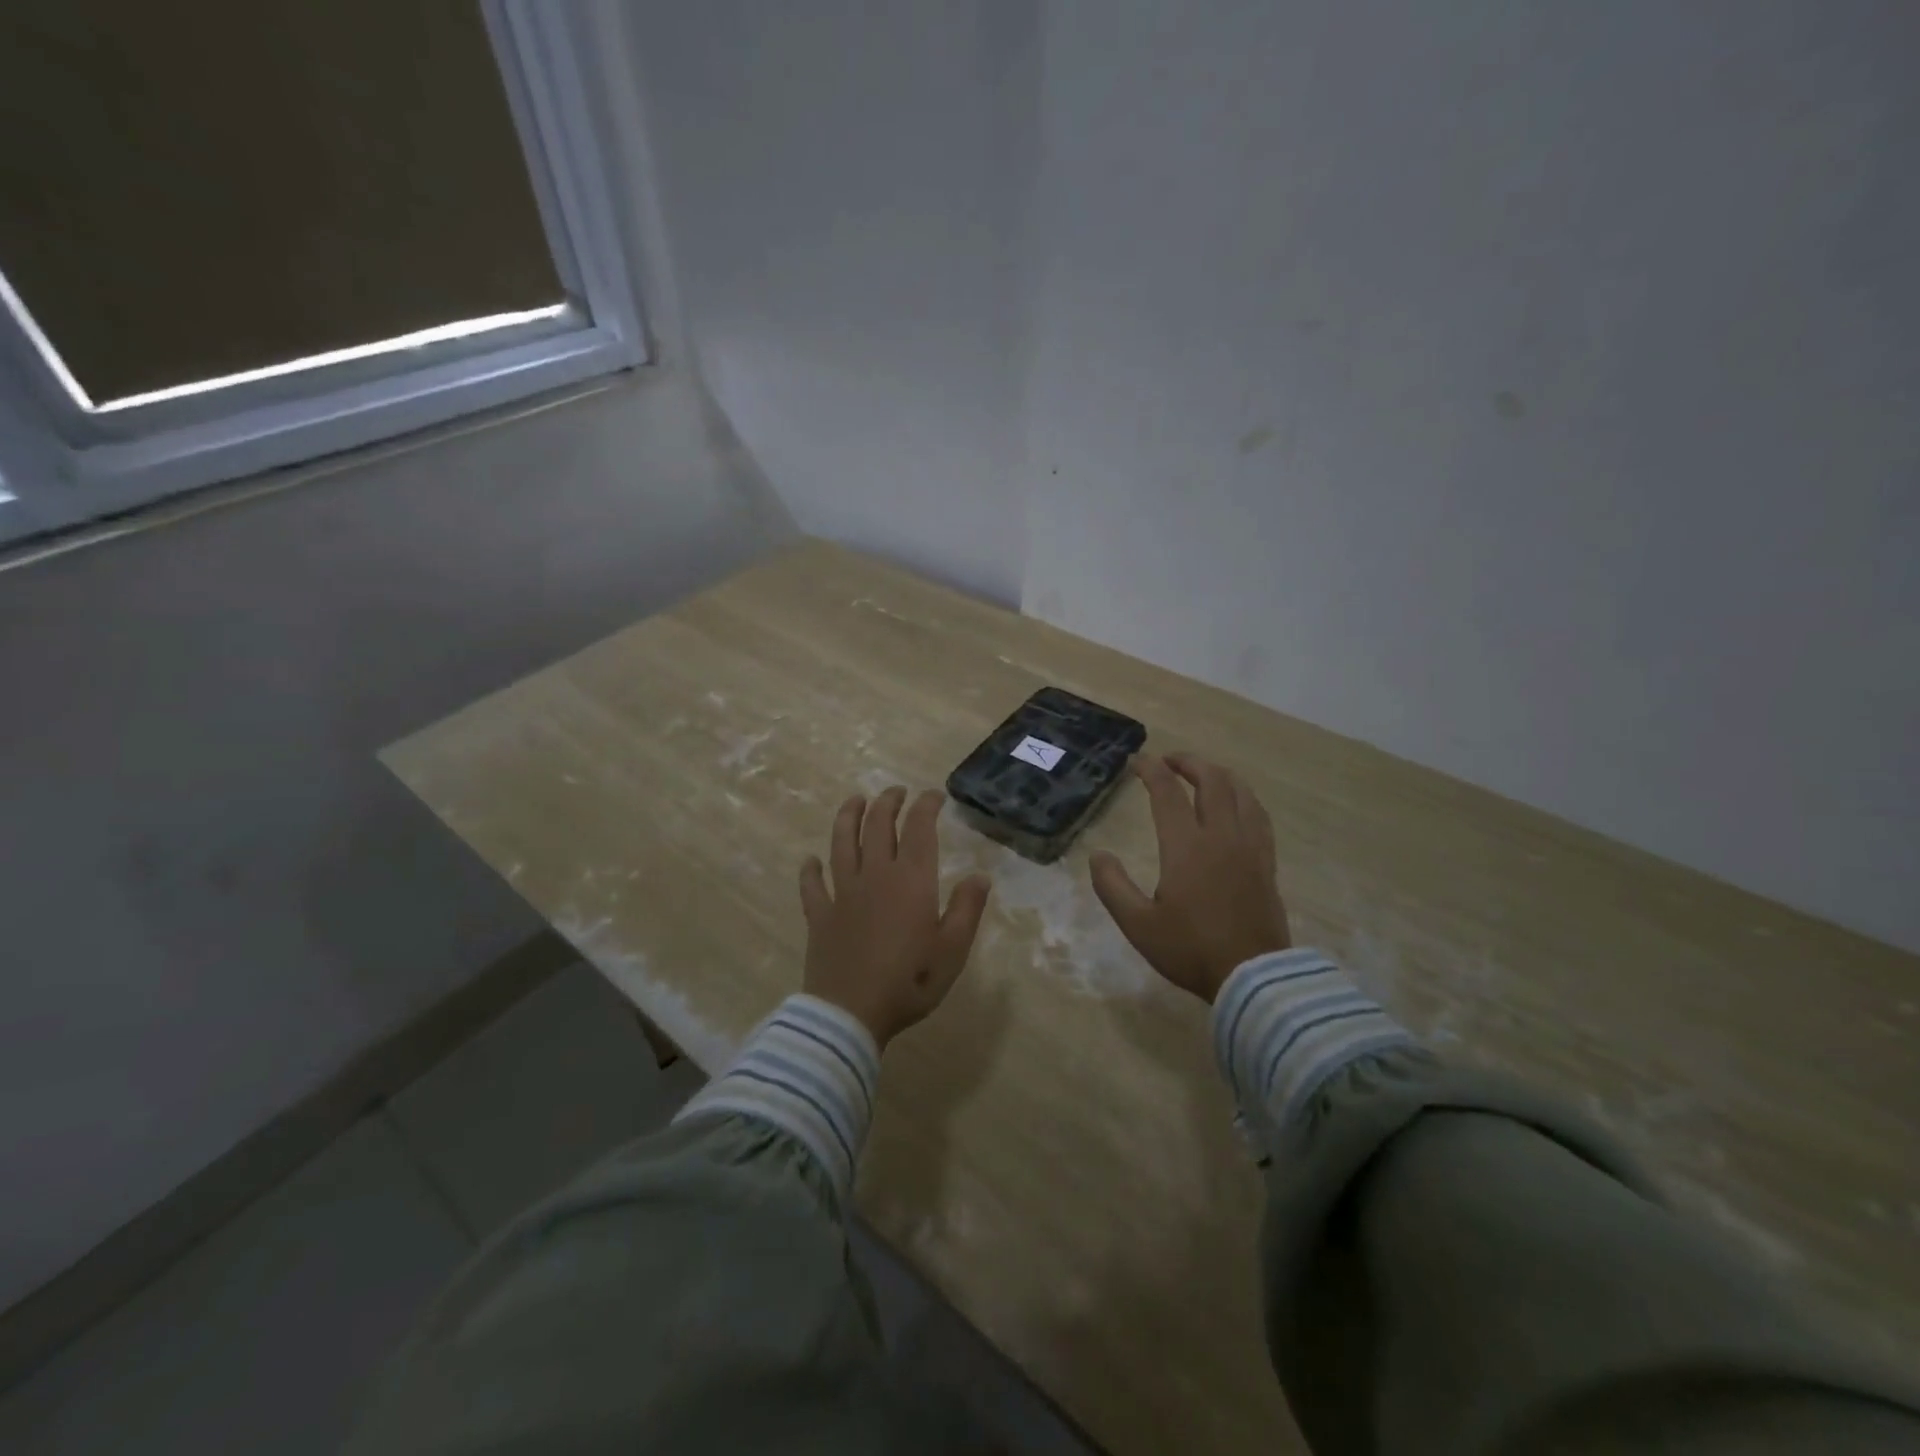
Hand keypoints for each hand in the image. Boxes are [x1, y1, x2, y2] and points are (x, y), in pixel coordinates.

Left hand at [799, 787, 991, 1047]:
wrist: (851, 1013)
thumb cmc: (910, 981)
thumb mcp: (953, 950)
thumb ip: (967, 908)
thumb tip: (980, 875)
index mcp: (911, 880)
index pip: (918, 828)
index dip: (926, 806)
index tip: (933, 795)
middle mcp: (875, 875)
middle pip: (877, 826)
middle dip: (887, 802)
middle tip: (896, 792)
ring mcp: (842, 893)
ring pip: (842, 843)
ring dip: (848, 817)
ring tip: (855, 801)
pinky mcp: (819, 914)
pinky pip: (812, 885)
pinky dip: (810, 869)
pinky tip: (810, 860)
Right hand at [1089, 754, 1291, 1003]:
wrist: (1252, 976)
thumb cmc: (1190, 949)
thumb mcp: (1138, 924)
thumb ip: (1112, 886)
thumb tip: (1098, 855)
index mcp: (1186, 847)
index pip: (1168, 792)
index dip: (1152, 770)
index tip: (1138, 761)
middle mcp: (1221, 836)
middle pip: (1212, 781)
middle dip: (1189, 763)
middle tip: (1170, 761)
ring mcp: (1249, 847)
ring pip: (1241, 793)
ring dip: (1220, 775)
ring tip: (1204, 775)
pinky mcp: (1266, 862)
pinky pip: (1259, 816)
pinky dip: (1244, 798)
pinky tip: (1238, 805)